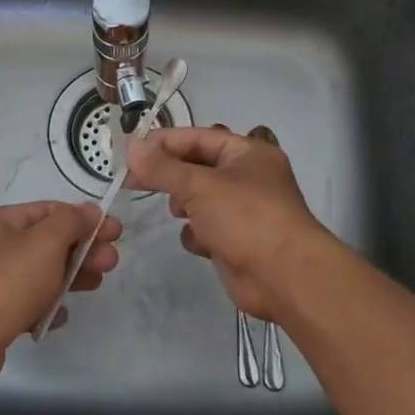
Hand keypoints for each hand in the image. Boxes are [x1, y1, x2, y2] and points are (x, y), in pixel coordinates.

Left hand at [0, 201, 119, 393]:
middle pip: (45, 243)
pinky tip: (59, 317)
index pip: (48, 210)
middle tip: (111, 263)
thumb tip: (89, 212)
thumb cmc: (2, 284)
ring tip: (95, 286)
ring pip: (37, 274)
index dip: (84, 219)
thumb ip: (71, 223)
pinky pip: (24, 305)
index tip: (116, 233)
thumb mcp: (44, 243)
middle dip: (81, 250)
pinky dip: (45, 307)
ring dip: (68, 278)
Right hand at [124, 125, 340, 323]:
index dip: (164, 142)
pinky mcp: (236, 240)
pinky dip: (198, 234)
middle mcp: (247, 177)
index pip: (198, 137)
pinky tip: (200, 242)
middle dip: (171, 176)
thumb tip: (132, 146)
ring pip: (199, 199)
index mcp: (247, 153)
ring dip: (185, 206)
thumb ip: (162, 167)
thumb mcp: (199, 186)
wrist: (284, 277)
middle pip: (197, 168)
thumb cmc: (245, 218)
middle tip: (135, 181)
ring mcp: (243, 210)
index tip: (131, 152)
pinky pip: (206, 228)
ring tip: (179, 212)